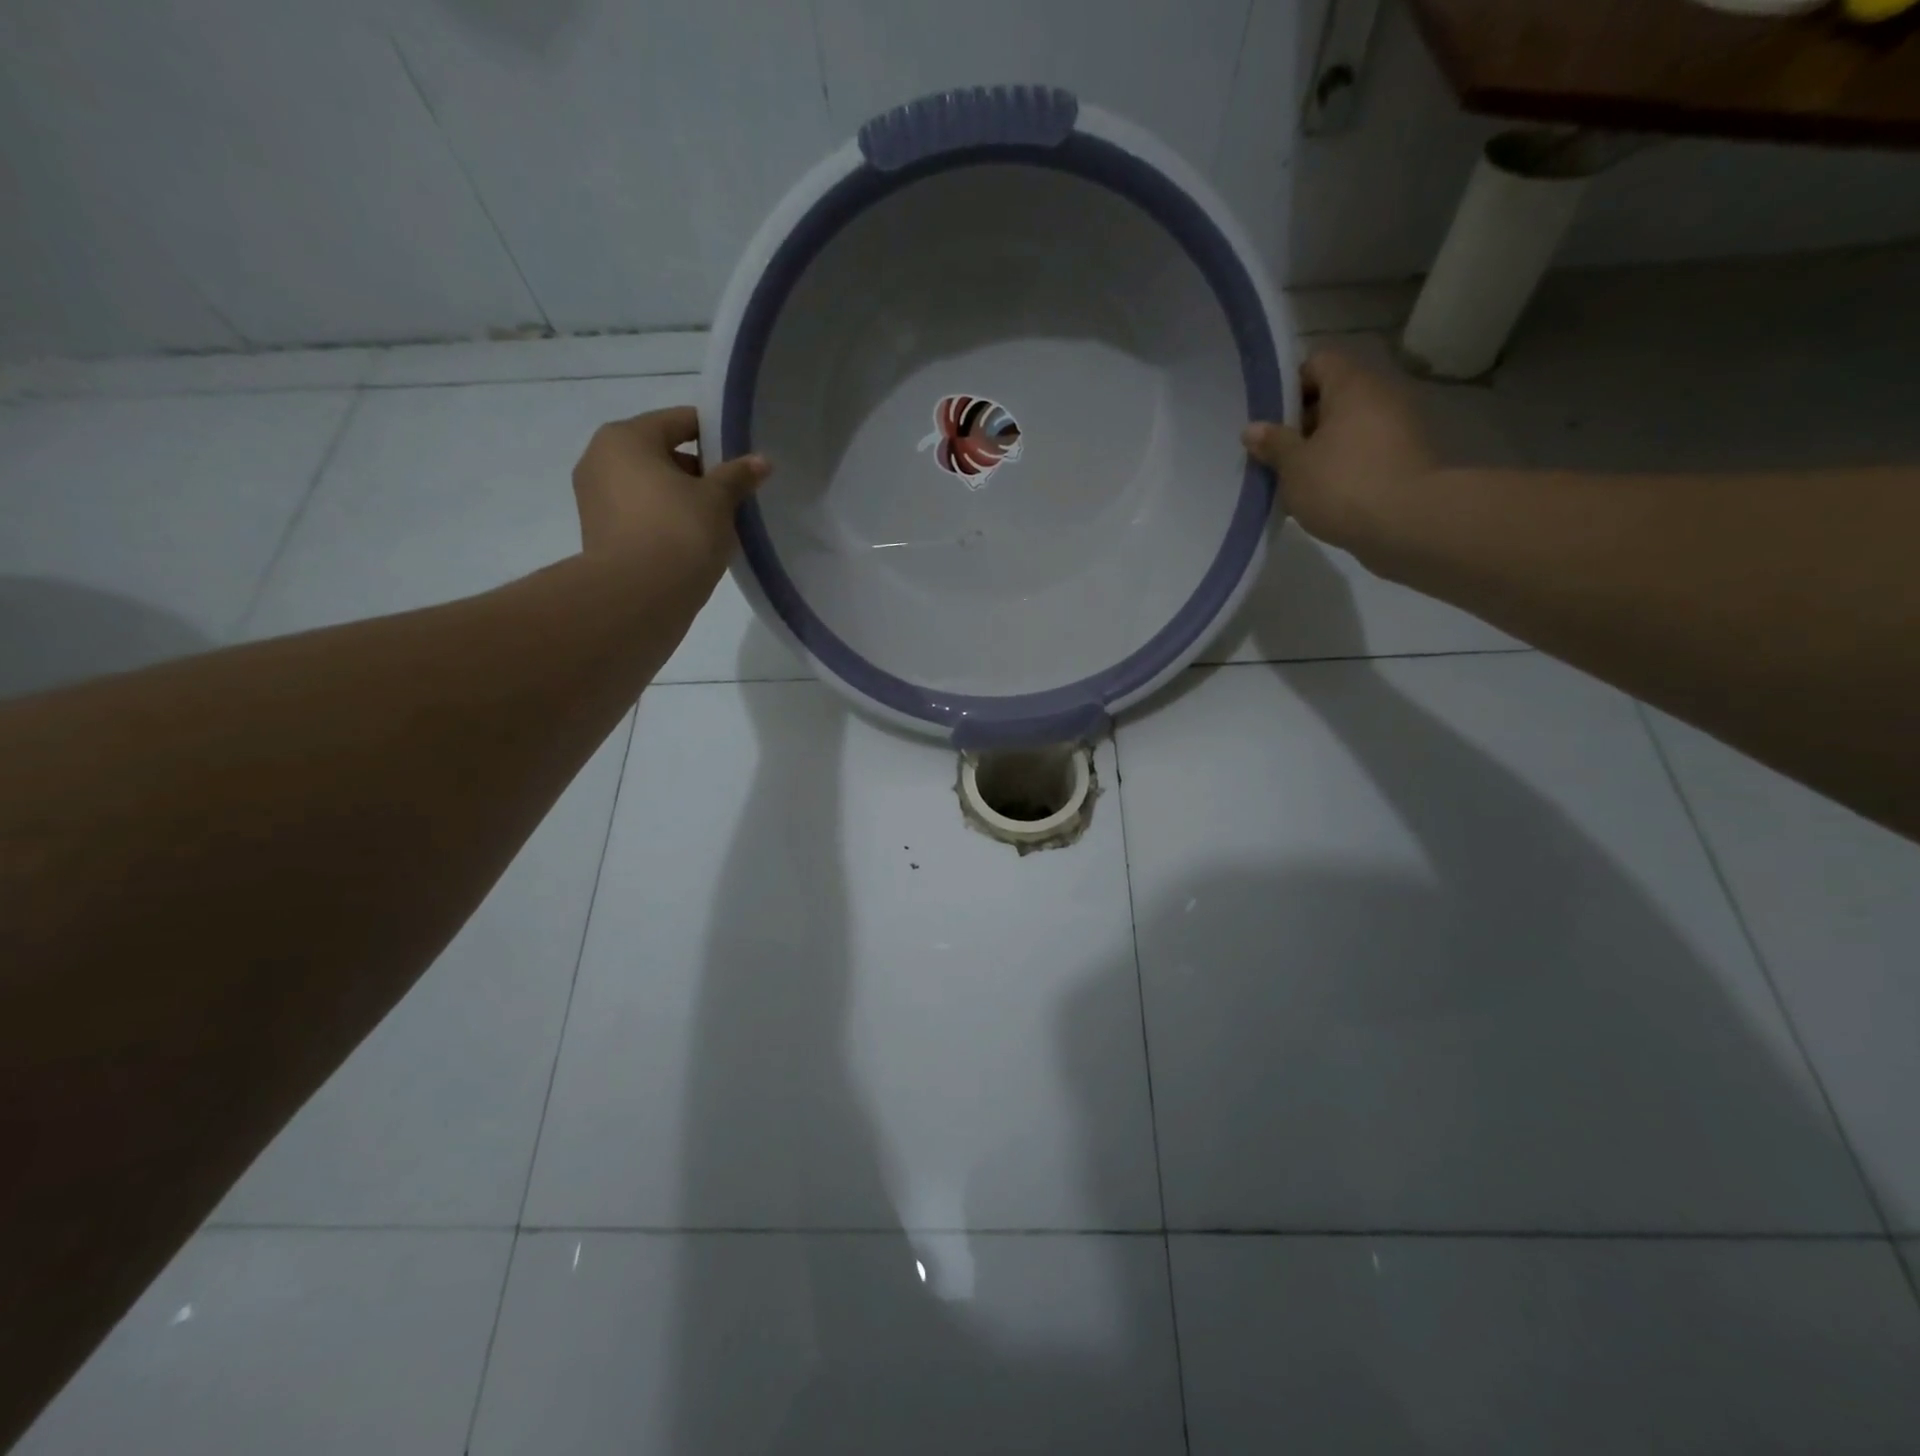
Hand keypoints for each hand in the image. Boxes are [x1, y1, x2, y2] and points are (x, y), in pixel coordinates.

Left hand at [572, 406, 768, 586]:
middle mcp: (601, 460)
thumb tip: (761, 461)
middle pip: (662, 454)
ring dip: (682, 499)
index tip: (741, 455)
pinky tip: (693, 542)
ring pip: (651, 488)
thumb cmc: (679, 533)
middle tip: (732, 495)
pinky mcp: (600, 534)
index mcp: (625, 438)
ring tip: (716, 522)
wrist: (637, 598)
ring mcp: (595, 499)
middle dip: (698, 472)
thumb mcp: (718, 500)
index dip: (714, 434)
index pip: (679, 421)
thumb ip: (738, 476)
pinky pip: (642, 515)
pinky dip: (666, 521)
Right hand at [1242, 351, 1435, 559]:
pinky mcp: (1404, 458)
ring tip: (1294, 476)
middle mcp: (1380, 396)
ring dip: (1320, 446)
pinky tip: (1321, 492)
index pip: (1318, 362)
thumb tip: (1252, 428)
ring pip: (1348, 426)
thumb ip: (1273, 443)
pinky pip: (1363, 450)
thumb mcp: (1294, 466)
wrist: (1408, 524)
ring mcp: (1397, 427)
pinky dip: (1342, 464)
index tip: (1269, 416)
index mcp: (1352, 386)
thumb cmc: (1342, 485)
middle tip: (1274, 451)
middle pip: (1334, 395)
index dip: (1290, 385)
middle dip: (1302, 421)